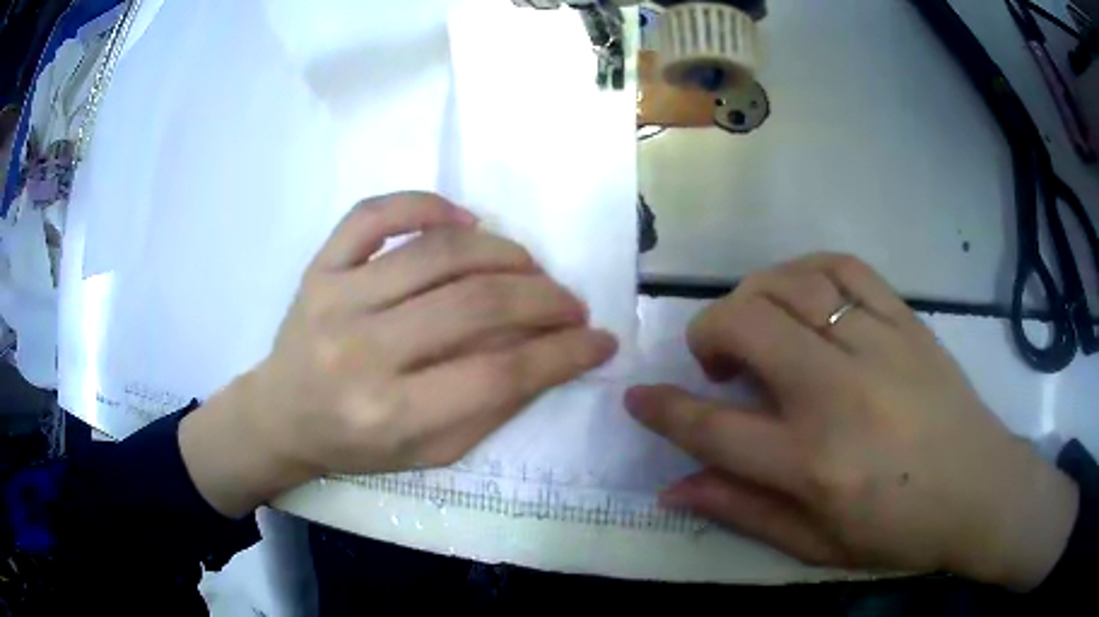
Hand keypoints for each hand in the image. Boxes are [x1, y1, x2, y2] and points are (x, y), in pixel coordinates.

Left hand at [181, 192, 616, 516]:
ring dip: (503, 253)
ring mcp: (336, 298)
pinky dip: (425, 204)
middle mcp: (362, 351)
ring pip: (438, 252)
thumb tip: (550, 352)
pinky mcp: (319, 267)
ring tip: (529, 269)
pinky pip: (373, 214)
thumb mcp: (431, 451)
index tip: (600, 340)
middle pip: (476, 305)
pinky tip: (463, 219)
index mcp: (391, 413)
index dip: (562, 353)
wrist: (283, 415)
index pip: (499, 373)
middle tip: (570, 304)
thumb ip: (491, 406)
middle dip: (544, 299)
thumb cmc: (358, 444)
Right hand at [626, 254, 1077, 589]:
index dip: (663, 410)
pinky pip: (843, 266)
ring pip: (790, 284)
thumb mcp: (817, 546)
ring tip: (756, 325)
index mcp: (813, 464)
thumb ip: (742, 512)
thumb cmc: (899, 531)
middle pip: (746, 325)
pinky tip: (803, 295)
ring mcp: (877, 346)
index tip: (637, 397)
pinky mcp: (906, 320)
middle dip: (706, 332)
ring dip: (752, 296)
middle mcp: (839, 394)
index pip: (713, 427)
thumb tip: (674, 487)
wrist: (980, 489)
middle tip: (713, 360)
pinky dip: (807, 270)